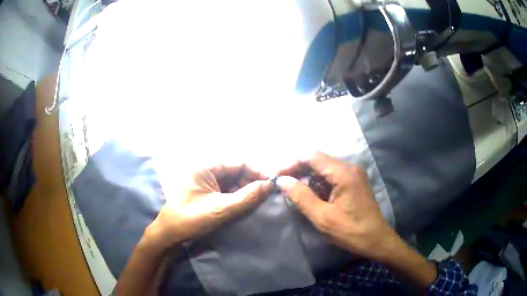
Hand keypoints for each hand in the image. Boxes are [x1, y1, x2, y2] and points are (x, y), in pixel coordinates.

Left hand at [145, 163, 273, 249]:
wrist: (170, 234)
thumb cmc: (192, 218)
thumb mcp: (221, 209)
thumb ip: (247, 197)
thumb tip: (270, 184)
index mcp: (206, 166)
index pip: (239, 162)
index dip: (257, 171)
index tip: (272, 184)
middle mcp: (206, 169)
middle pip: (236, 171)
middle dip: (252, 182)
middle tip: (268, 195)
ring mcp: (206, 181)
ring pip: (233, 181)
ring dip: (246, 190)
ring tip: (260, 201)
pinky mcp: (206, 191)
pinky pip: (226, 190)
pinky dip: (237, 196)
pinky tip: (247, 205)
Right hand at [276, 152, 396, 260]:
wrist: (376, 240)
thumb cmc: (350, 231)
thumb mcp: (322, 217)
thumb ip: (301, 197)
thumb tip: (282, 180)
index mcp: (343, 173)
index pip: (312, 156)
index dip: (292, 162)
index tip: (277, 175)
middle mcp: (349, 167)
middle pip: (318, 160)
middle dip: (298, 169)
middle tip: (282, 183)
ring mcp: (353, 174)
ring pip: (324, 167)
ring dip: (307, 176)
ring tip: (292, 189)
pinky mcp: (354, 182)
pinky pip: (332, 176)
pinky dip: (318, 182)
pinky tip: (310, 193)